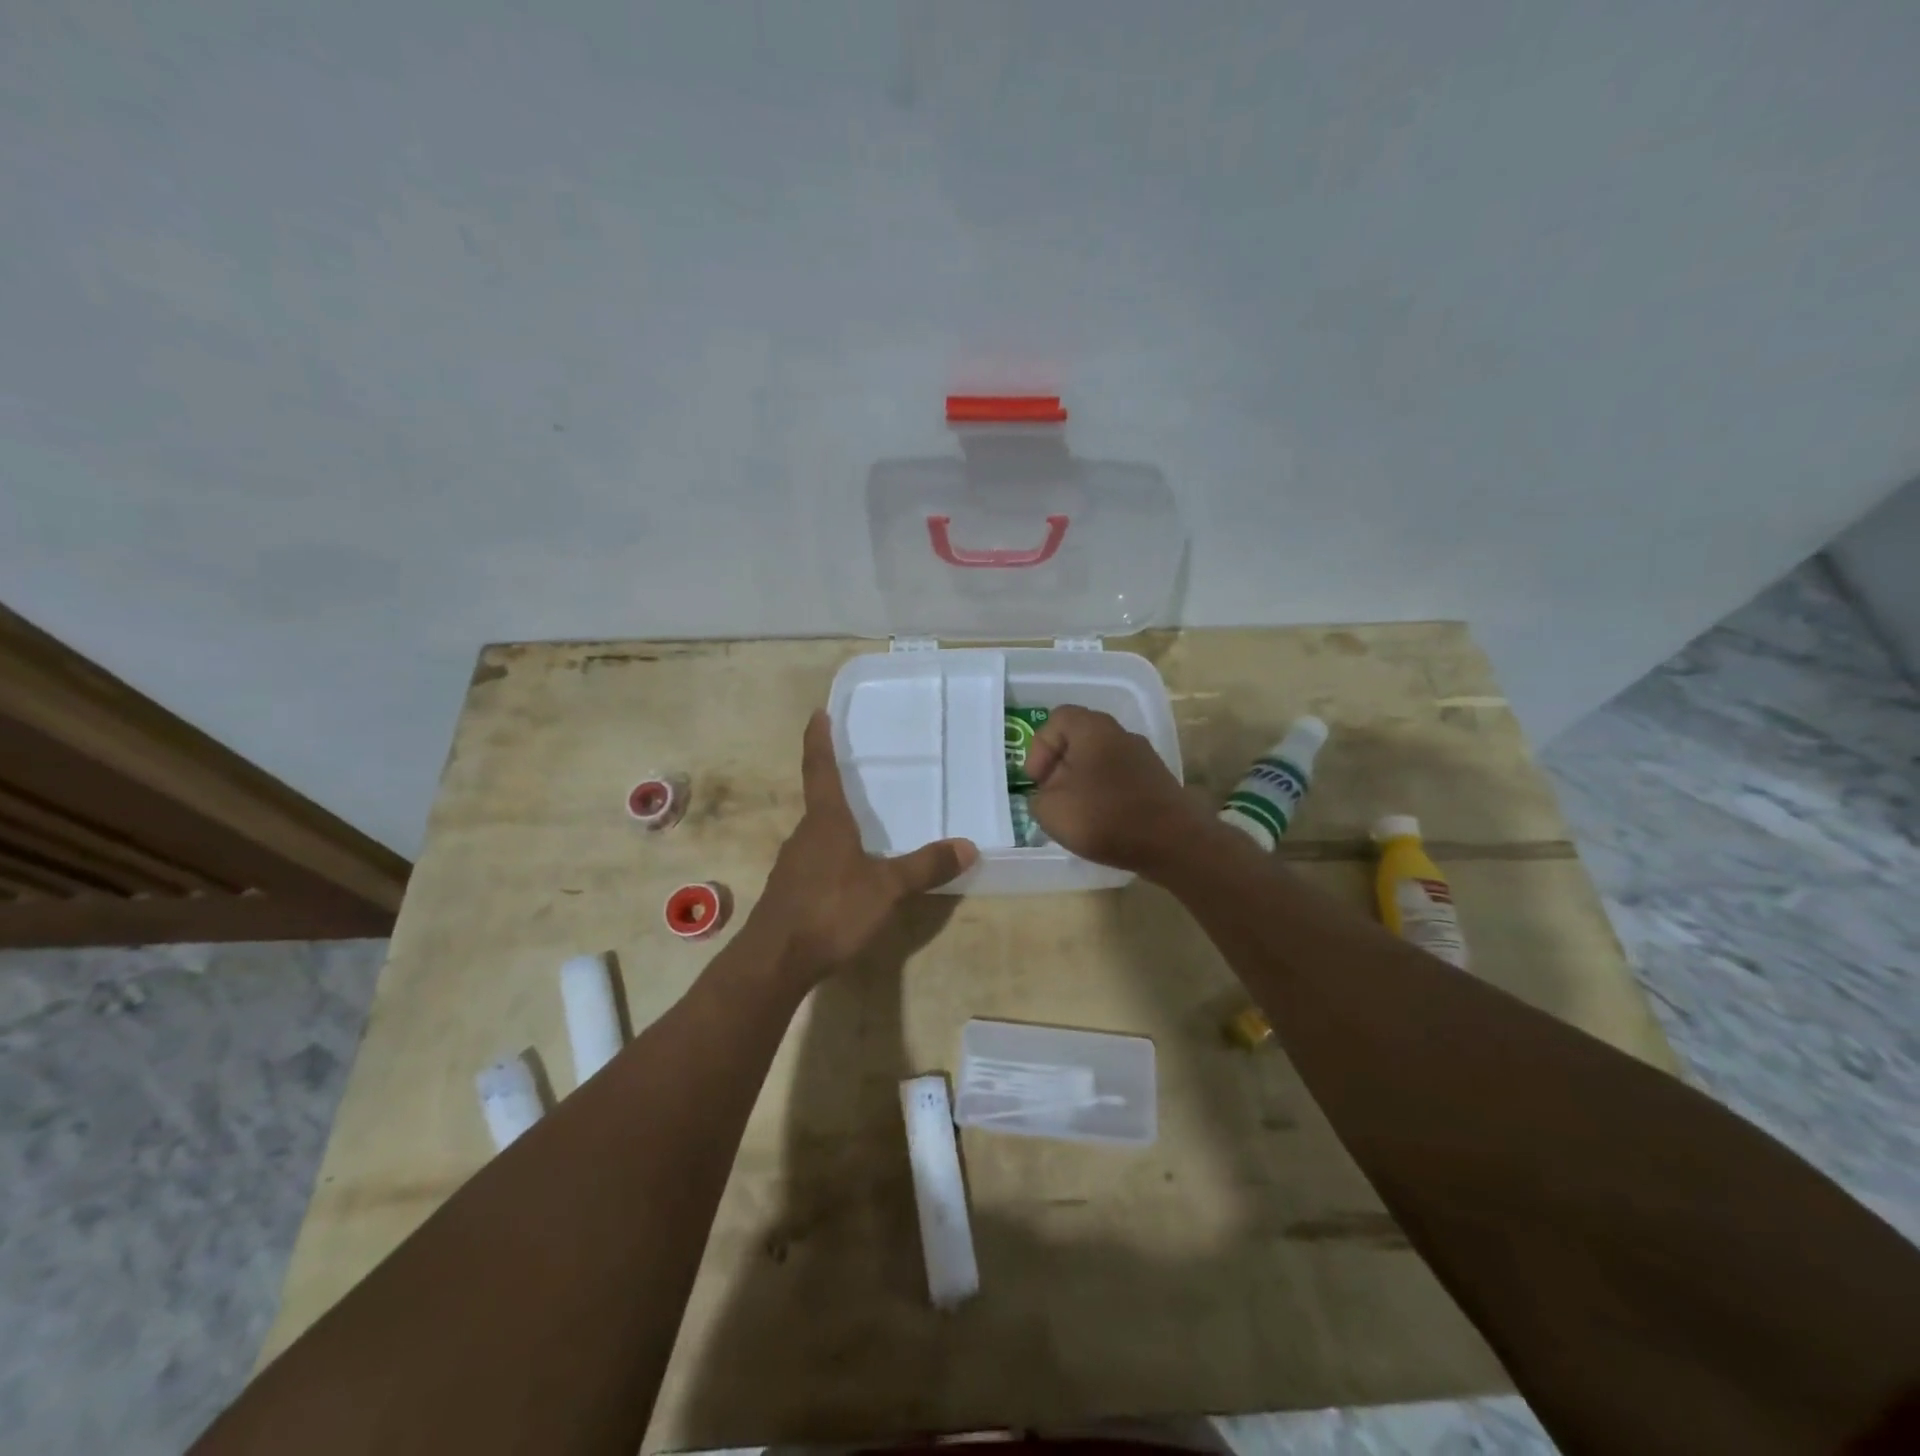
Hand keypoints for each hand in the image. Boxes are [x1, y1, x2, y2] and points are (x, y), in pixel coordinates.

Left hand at [750, 711, 977, 985]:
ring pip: (817, 836)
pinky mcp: (789, 893)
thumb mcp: (887, 888)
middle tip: (859, 777)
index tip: (817, 713)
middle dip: (837, 788)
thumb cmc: (831, 910)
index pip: (820, 769)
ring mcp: (792, 865)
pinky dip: (833, 859)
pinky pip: (815, 863)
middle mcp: (804, 835)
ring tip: (863, 830)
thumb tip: (969, 846)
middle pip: (820, 803)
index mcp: (825, 822)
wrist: (775, 961)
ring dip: (836, 828)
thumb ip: (925, 866)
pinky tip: (849, 878)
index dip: (819, 740)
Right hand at [1024, 706, 1211, 875]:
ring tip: (1075, 815)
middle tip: (1051, 798)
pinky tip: (1102, 823)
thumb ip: (1038, 797)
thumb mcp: (1050, 810)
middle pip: (1079, 741)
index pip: (1057, 719)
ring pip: (1100, 762)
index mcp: (1093, 728)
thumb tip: (1047, 796)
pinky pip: (1119, 780)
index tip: (1037, 781)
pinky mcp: (1157, 782)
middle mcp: (1121, 734)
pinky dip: (1104, 796)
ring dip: (1082, 785)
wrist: (1174, 843)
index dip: (1039, 748)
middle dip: (1059, 769)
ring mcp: (1143, 757)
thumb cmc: (1105, 817)